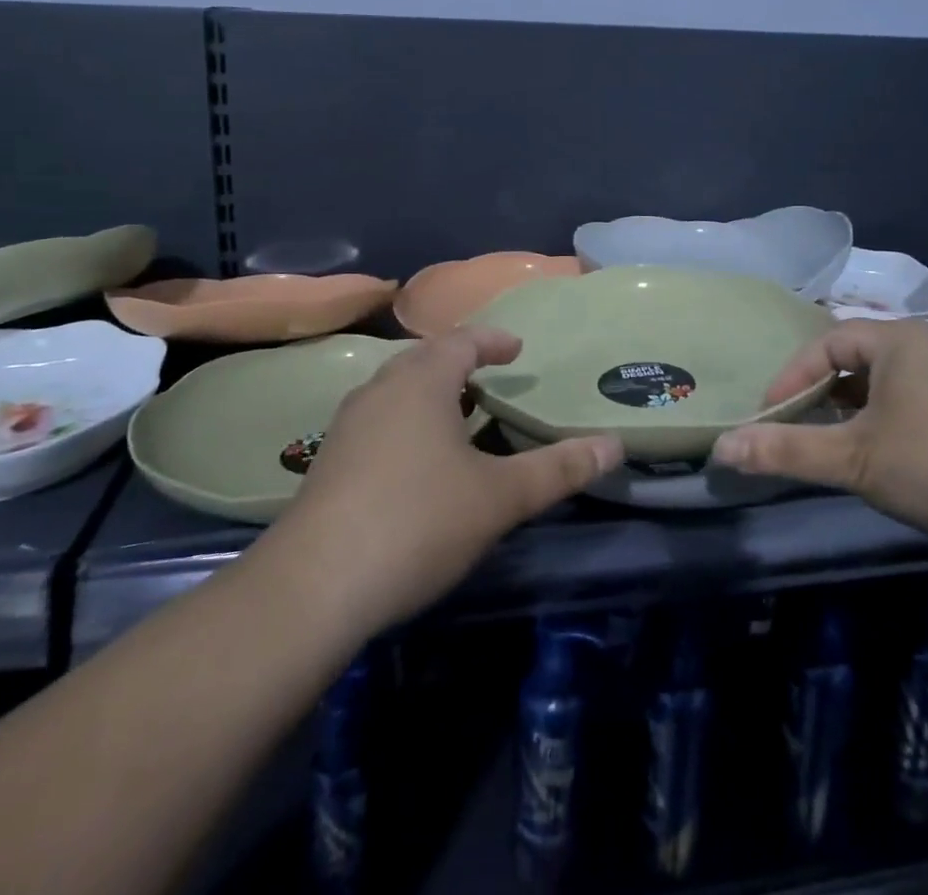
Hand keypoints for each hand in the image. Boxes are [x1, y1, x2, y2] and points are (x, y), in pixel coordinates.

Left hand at [251, 327, 622, 639]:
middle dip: (459, 362)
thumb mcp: (500, 497)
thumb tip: (614, 444)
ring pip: (396, 389)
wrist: (313, 586)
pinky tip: (416, 459)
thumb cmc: (418, 522)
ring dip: (429, 391)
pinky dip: (406, 420)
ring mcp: (348, 425)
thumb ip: (558, 469)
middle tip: (489, 377)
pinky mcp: (328, 460)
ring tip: (457, 413)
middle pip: (424, 359)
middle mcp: (380, 390)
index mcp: (421, 382)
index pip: (462, 341)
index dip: (493, 340)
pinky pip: (377, 418)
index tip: (517, 349)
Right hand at [711, 319, 927, 553]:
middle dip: (822, 392)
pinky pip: (919, 396)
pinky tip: (894, 454)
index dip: (790, 377)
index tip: (770, 417)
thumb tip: (721, 448)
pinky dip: (891, 416)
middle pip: (856, 357)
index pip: (825, 342)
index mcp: (898, 338)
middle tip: (800, 429)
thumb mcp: (855, 460)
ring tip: (840, 444)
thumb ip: (786, 451)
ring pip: (889, 380)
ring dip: (856, 407)